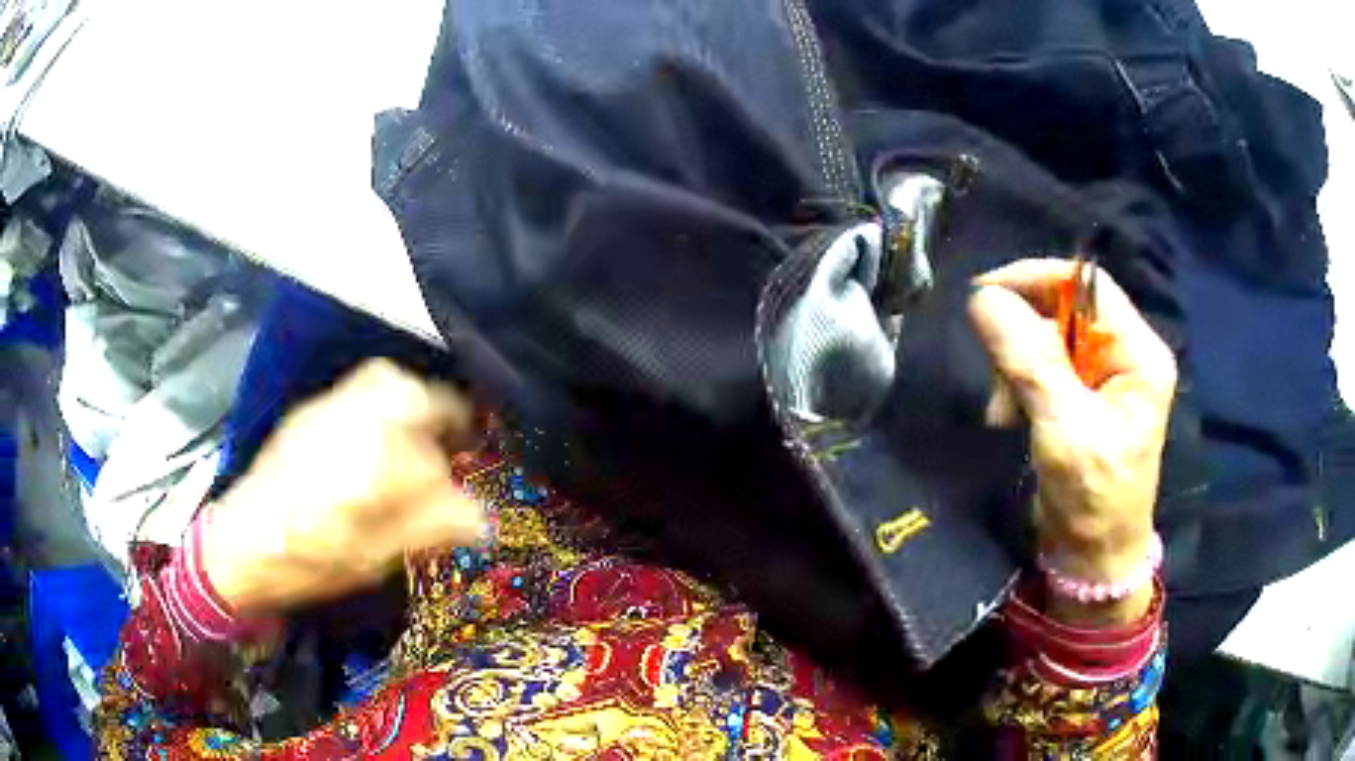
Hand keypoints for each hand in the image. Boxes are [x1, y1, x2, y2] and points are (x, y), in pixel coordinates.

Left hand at [203, 359, 485, 615]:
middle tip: (456, 445)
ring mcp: (325, 411)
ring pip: (384, 382)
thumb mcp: (370, 560)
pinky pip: (361, 388)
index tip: (467, 502)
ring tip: (424, 436)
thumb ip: (425, 530)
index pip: (429, 461)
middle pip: (408, 396)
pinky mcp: (311, 411)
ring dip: (415, 402)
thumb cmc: (306, 562)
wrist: (241, 543)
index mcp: (362, 470)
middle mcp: (345, 426)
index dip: (455, 482)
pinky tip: (384, 435)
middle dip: (443, 415)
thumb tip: (482, 519)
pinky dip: (387, 401)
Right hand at [968, 259, 1175, 622]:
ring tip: (1003, 411)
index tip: (985, 294)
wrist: (1091, 561)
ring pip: (1045, 337)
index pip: (1088, 286)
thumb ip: (1031, 363)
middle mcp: (1124, 355)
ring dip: (1015, 366)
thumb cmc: (1094, 501)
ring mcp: (1102, 377)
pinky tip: (1009, 416)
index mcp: (1139, 354)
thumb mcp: (1065, 431)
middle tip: (997, 375)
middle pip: (1064, 309)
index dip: (1037, 279)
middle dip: (1023, 336)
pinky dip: (1017, 385)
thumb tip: (984, 299)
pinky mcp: (1080, 398)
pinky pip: (1040, 367)